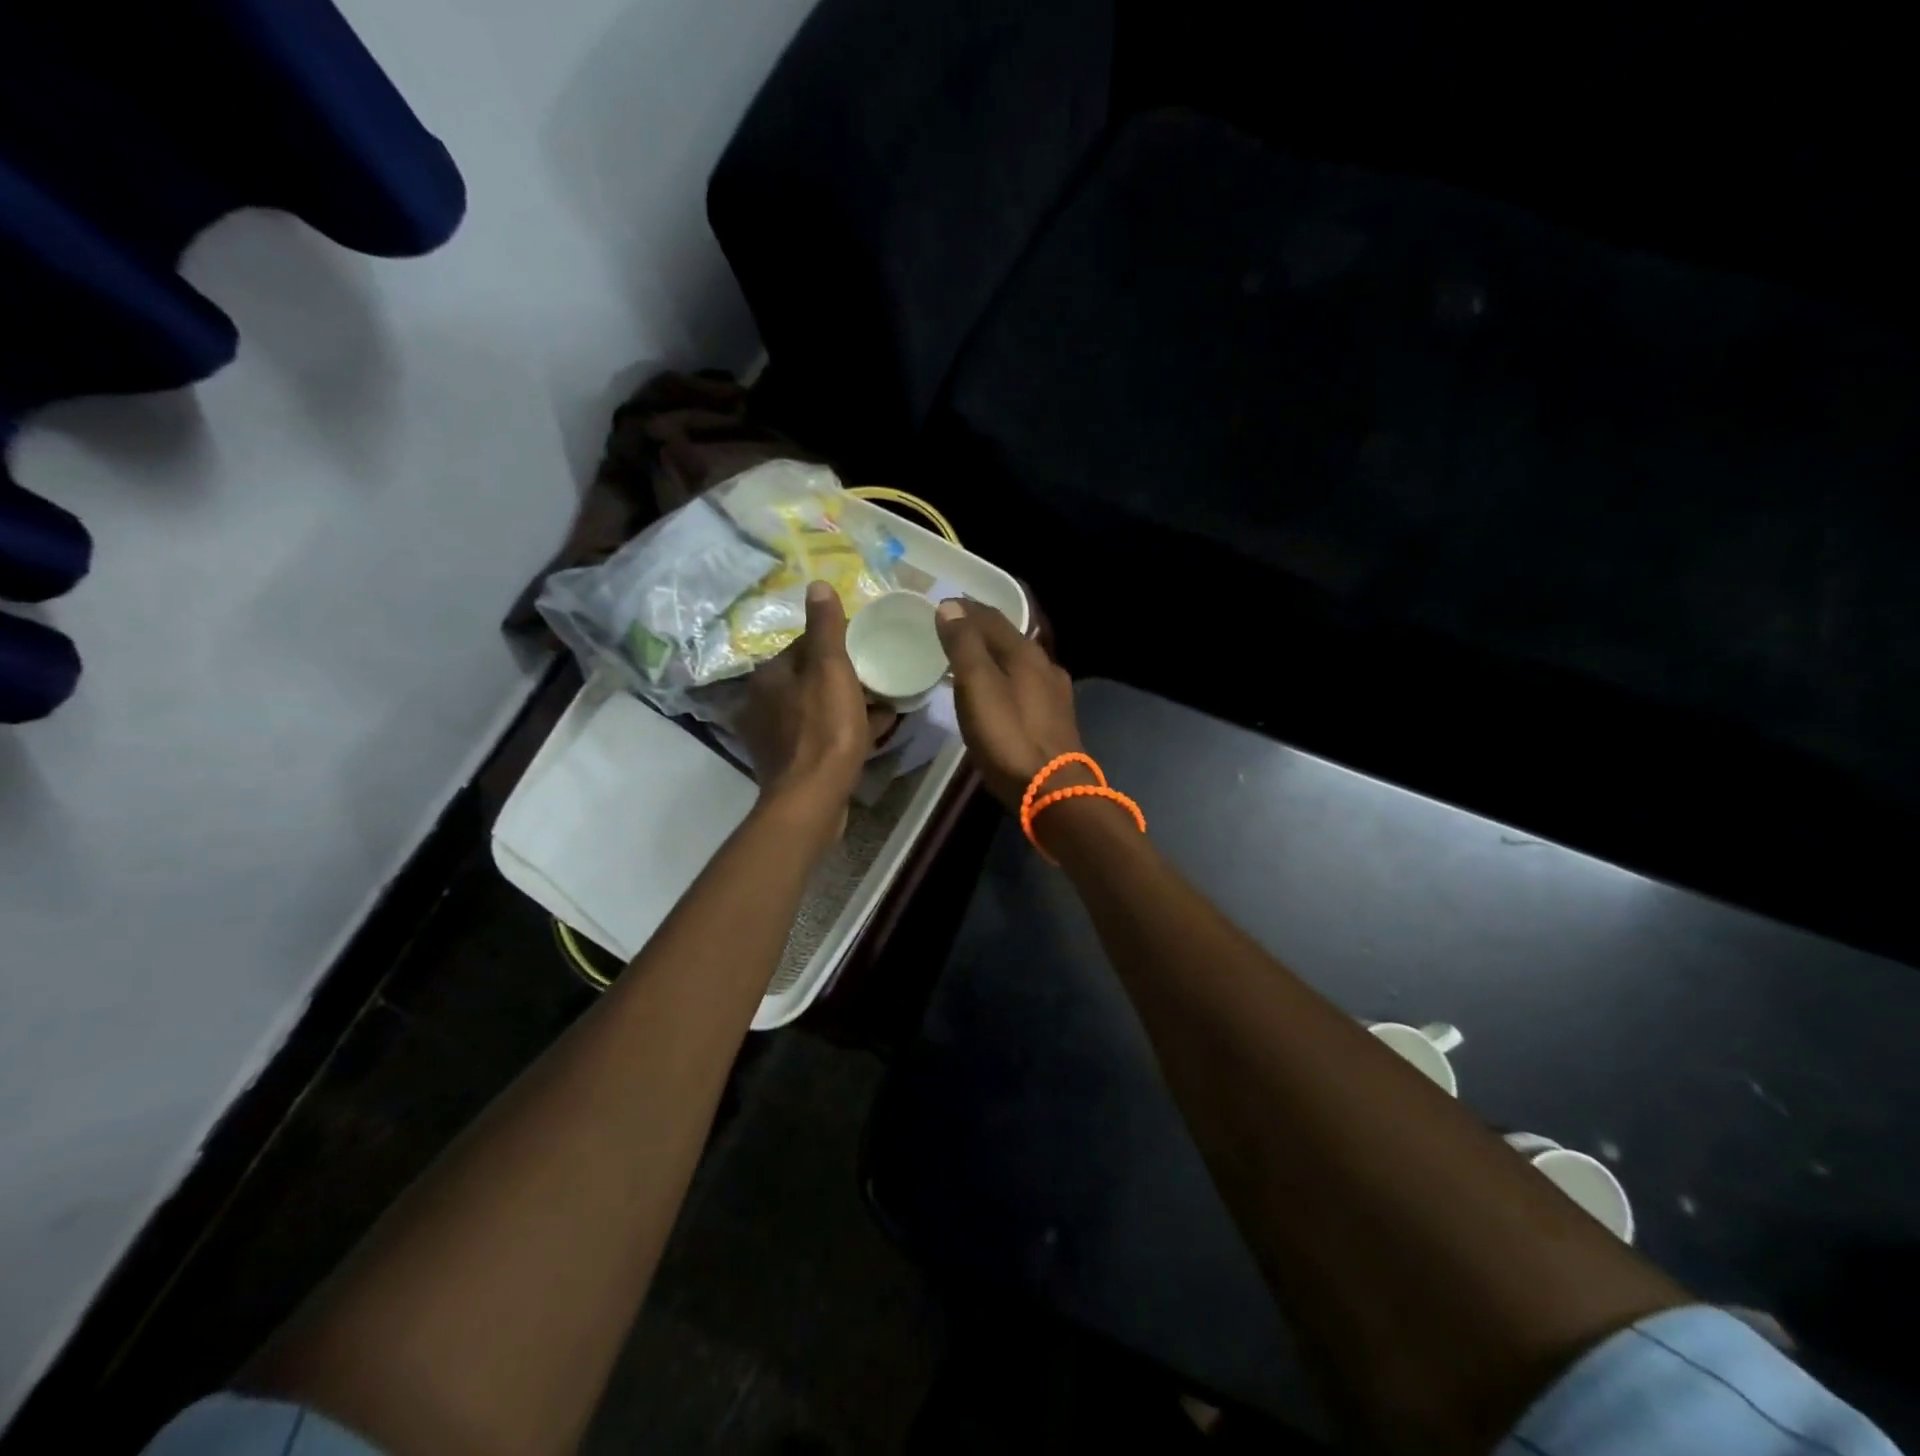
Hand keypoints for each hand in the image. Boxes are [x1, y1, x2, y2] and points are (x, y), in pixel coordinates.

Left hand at [741, 582, 895, 832]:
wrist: (812, 799)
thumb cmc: (824, 729)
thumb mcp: (831, 669)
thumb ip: (825, 628)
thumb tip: (817, 585)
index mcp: (769, 677)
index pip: (804, 646)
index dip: (837, 645)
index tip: (867, 650)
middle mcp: (763, 703)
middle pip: (811, 679)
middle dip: (845, 678)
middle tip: (880, 680)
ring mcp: (774, 737)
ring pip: (818, 709)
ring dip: (848, 706)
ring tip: (884, 707)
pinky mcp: (788, 763)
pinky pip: (821, 736)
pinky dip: (844, 731)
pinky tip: (872, 733)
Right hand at [934, 599, 1084, 809]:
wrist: (1053, 790)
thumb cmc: (1009, 737)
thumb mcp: (977, 687)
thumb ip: (964, 646)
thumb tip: (950, 607)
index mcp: (1025, 653)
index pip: (991, 617)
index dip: (965, 609)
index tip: (942, 605)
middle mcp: (1045, 665)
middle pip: (1008, 637)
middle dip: (980, 629)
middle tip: (953, 628)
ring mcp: (1054, 693)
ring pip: (1018, 661)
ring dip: (993, 654)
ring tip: (970, 658)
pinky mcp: (1055, 719)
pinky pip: (1025, 684)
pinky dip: (1005, 676)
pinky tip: (998, 691)